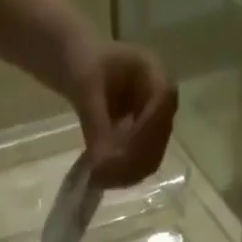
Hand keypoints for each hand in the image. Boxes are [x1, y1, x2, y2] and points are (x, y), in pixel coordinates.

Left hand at [67, 42, 177, 187]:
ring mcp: (154, 124)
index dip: (145, 131)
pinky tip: (103, 178)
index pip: (163, 103)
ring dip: (128, 171)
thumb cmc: (82, 63)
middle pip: (159, 137)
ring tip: (100, 178)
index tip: (118, 154)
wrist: (78, 66)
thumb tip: (101, 163)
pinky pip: (139, 165)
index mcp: (153, 71)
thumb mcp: (86, 86)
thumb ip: (96, 121)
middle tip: (103, 174)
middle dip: (133, 159)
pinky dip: (122, 175)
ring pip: (151, 157)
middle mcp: (160, 100)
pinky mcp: (142, 143)